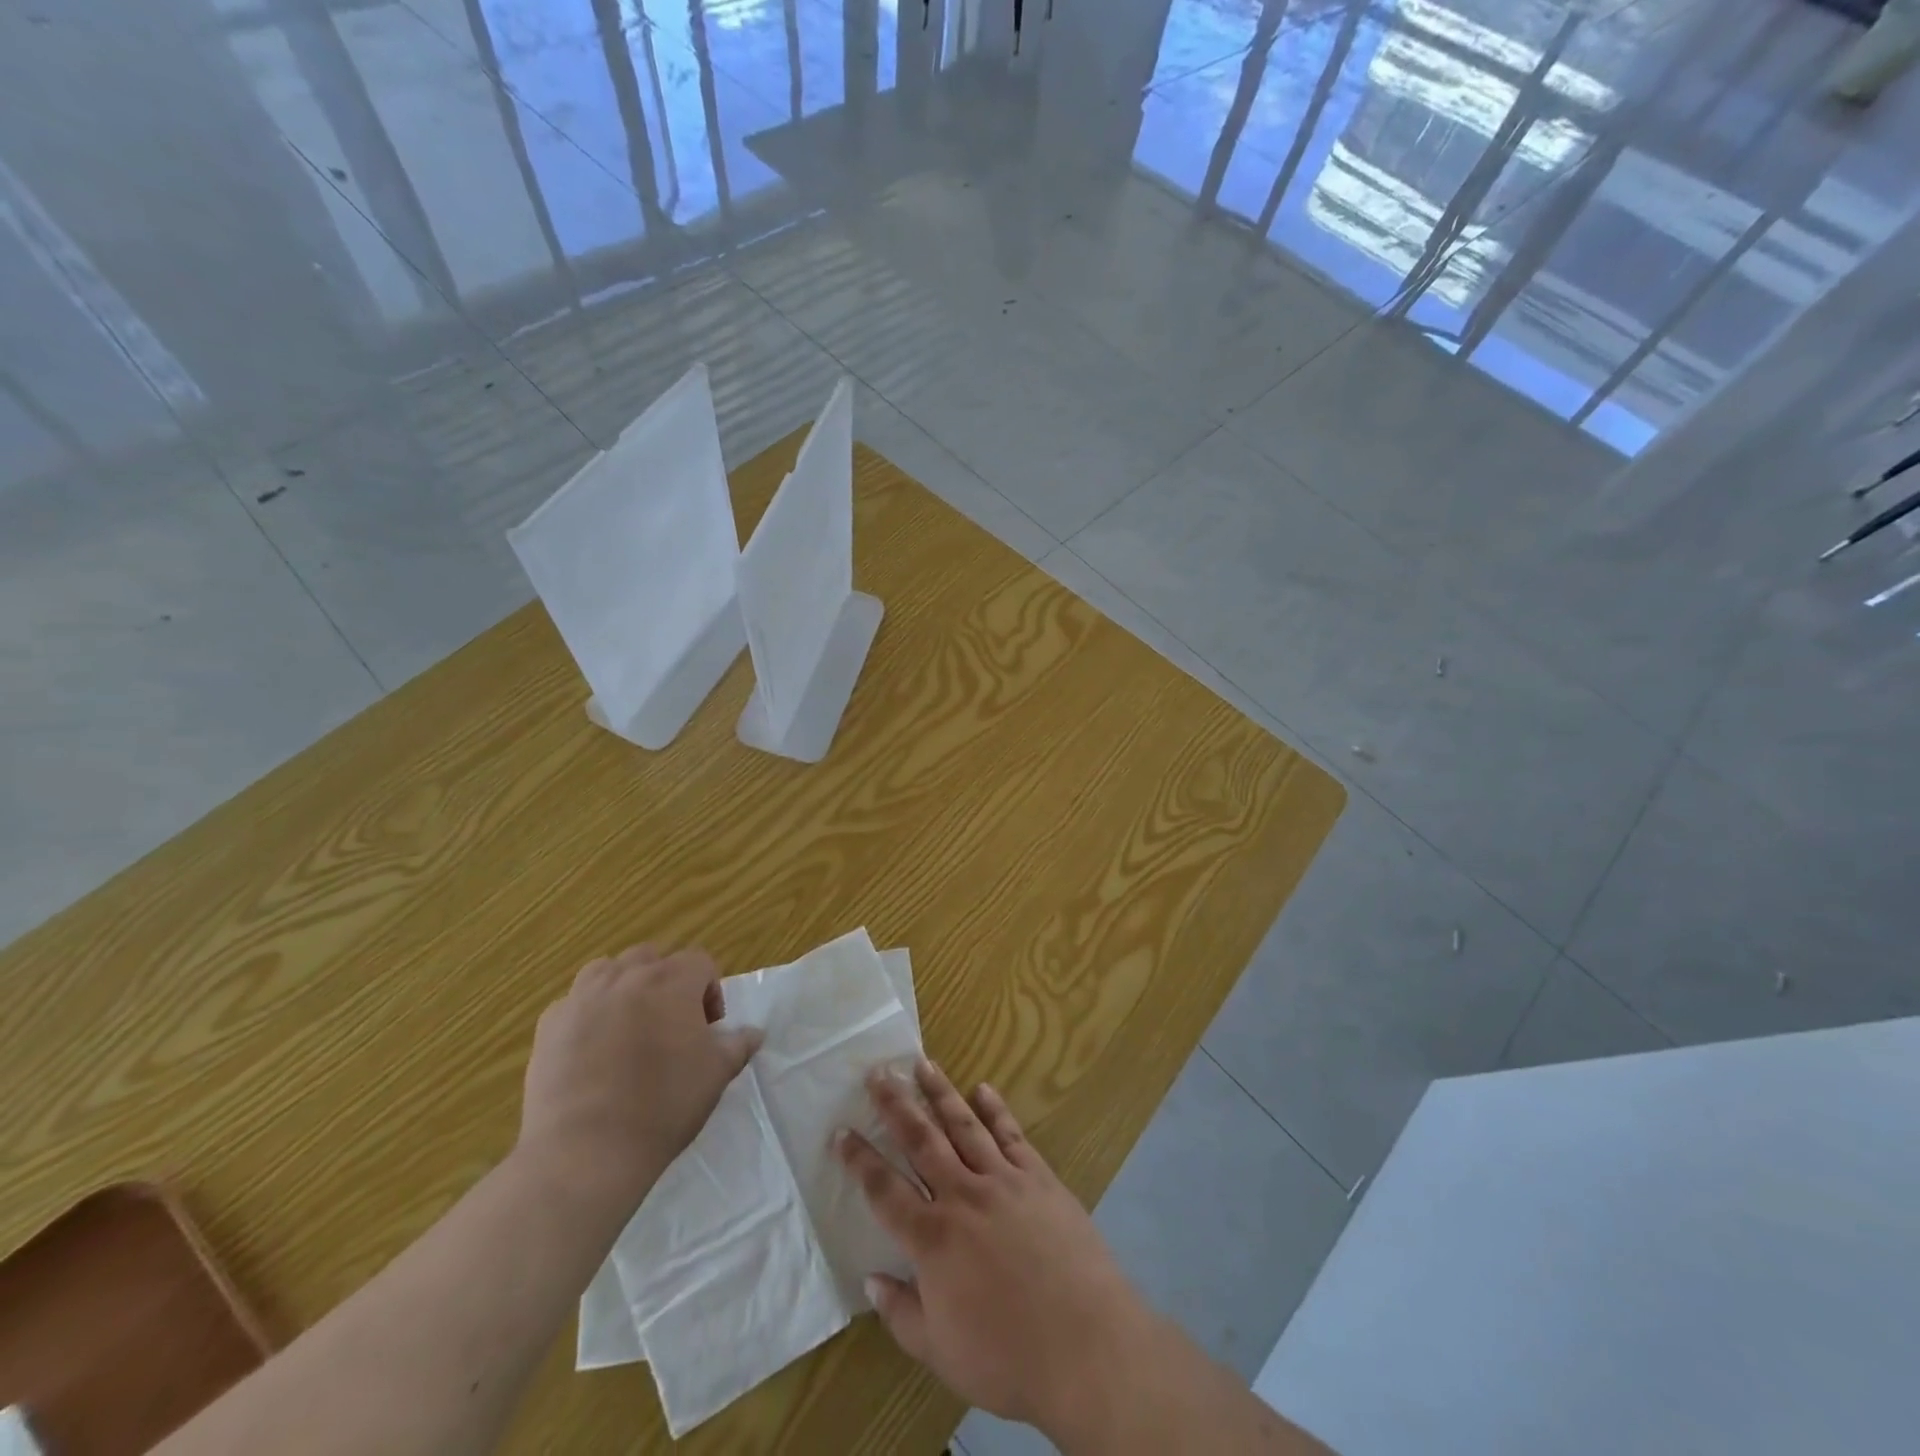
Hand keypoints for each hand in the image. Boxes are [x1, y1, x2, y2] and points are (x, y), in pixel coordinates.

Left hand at [519, 945, 761, 1213]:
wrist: (585, 1152)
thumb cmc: (663, 1106)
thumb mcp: (716, 1075)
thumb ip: (737, 1045)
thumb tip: (753, 1033)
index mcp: (672, 981)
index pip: (700, 962)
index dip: (710, 991)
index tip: (707, 1029)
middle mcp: (627, 977)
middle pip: (652, 959)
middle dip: (666, 983)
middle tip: (670, 1025)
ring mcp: (582, 998)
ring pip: (608, 971)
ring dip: (623, 988)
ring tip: (629, 1027)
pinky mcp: (549, 1025)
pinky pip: (574, 1003)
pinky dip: (588, 1015)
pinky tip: (591, 1050)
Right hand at [836, 1060, 1158, 1440]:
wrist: (1085, 1345)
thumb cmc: (1007, 1357)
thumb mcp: (940, 1351)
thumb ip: (901, 1312)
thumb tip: (871, 1278)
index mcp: (932, 1238)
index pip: (884, 1189)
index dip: (860, 1159)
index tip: (841, 1131)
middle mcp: (962, 1196)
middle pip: (921, 1140)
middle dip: (896, 1105)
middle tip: (878, 1073)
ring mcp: (1003, 1180)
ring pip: (964, 1125)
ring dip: (940, 1093)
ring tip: (922, 1064)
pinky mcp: (1038, 1177)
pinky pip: (1011, 1134)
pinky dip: (995, 1109)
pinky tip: (983, 1089)